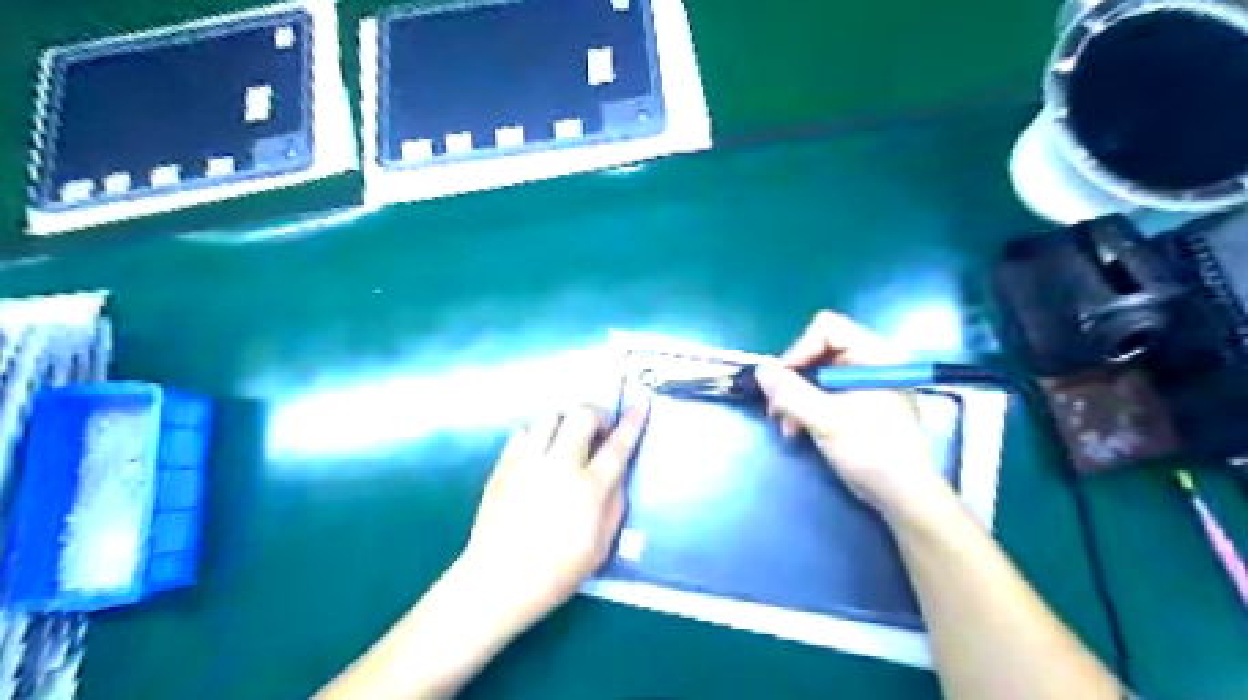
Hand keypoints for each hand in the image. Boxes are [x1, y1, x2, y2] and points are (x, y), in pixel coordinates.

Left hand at [456, 401, 653, 631]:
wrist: (498, 581)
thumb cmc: (557, 572)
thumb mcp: (601, 545)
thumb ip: (615, 504)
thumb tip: (617, 475)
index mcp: (589, 488)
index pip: (618, 444)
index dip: (633, 421)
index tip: (641, 404)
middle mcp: (560, 465)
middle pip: (583, 414)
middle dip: (598, 414)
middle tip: (599, 431)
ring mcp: (528, 461)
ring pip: (551, 415)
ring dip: (566, 423)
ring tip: (566, 441)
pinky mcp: (504, 464)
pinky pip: (524, 430)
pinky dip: (537, 435)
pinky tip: (539, 454)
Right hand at [750, 310, 946, 519]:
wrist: (902, 495)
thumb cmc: (872, 452)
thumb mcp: (827, 420)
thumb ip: (791, 393)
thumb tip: (761, 370)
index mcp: (874, 355)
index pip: (827, 329)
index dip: (800, 350)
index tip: (783, 381)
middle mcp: (869, 361)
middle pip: (818, 350)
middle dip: (793, 379)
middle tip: (777, 407)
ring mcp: (863, 382)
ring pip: (815, 373)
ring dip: (795, 397)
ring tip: (786, 426)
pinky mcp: (858, 402)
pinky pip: (823, 391)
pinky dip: (806, 407)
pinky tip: (797, 430)